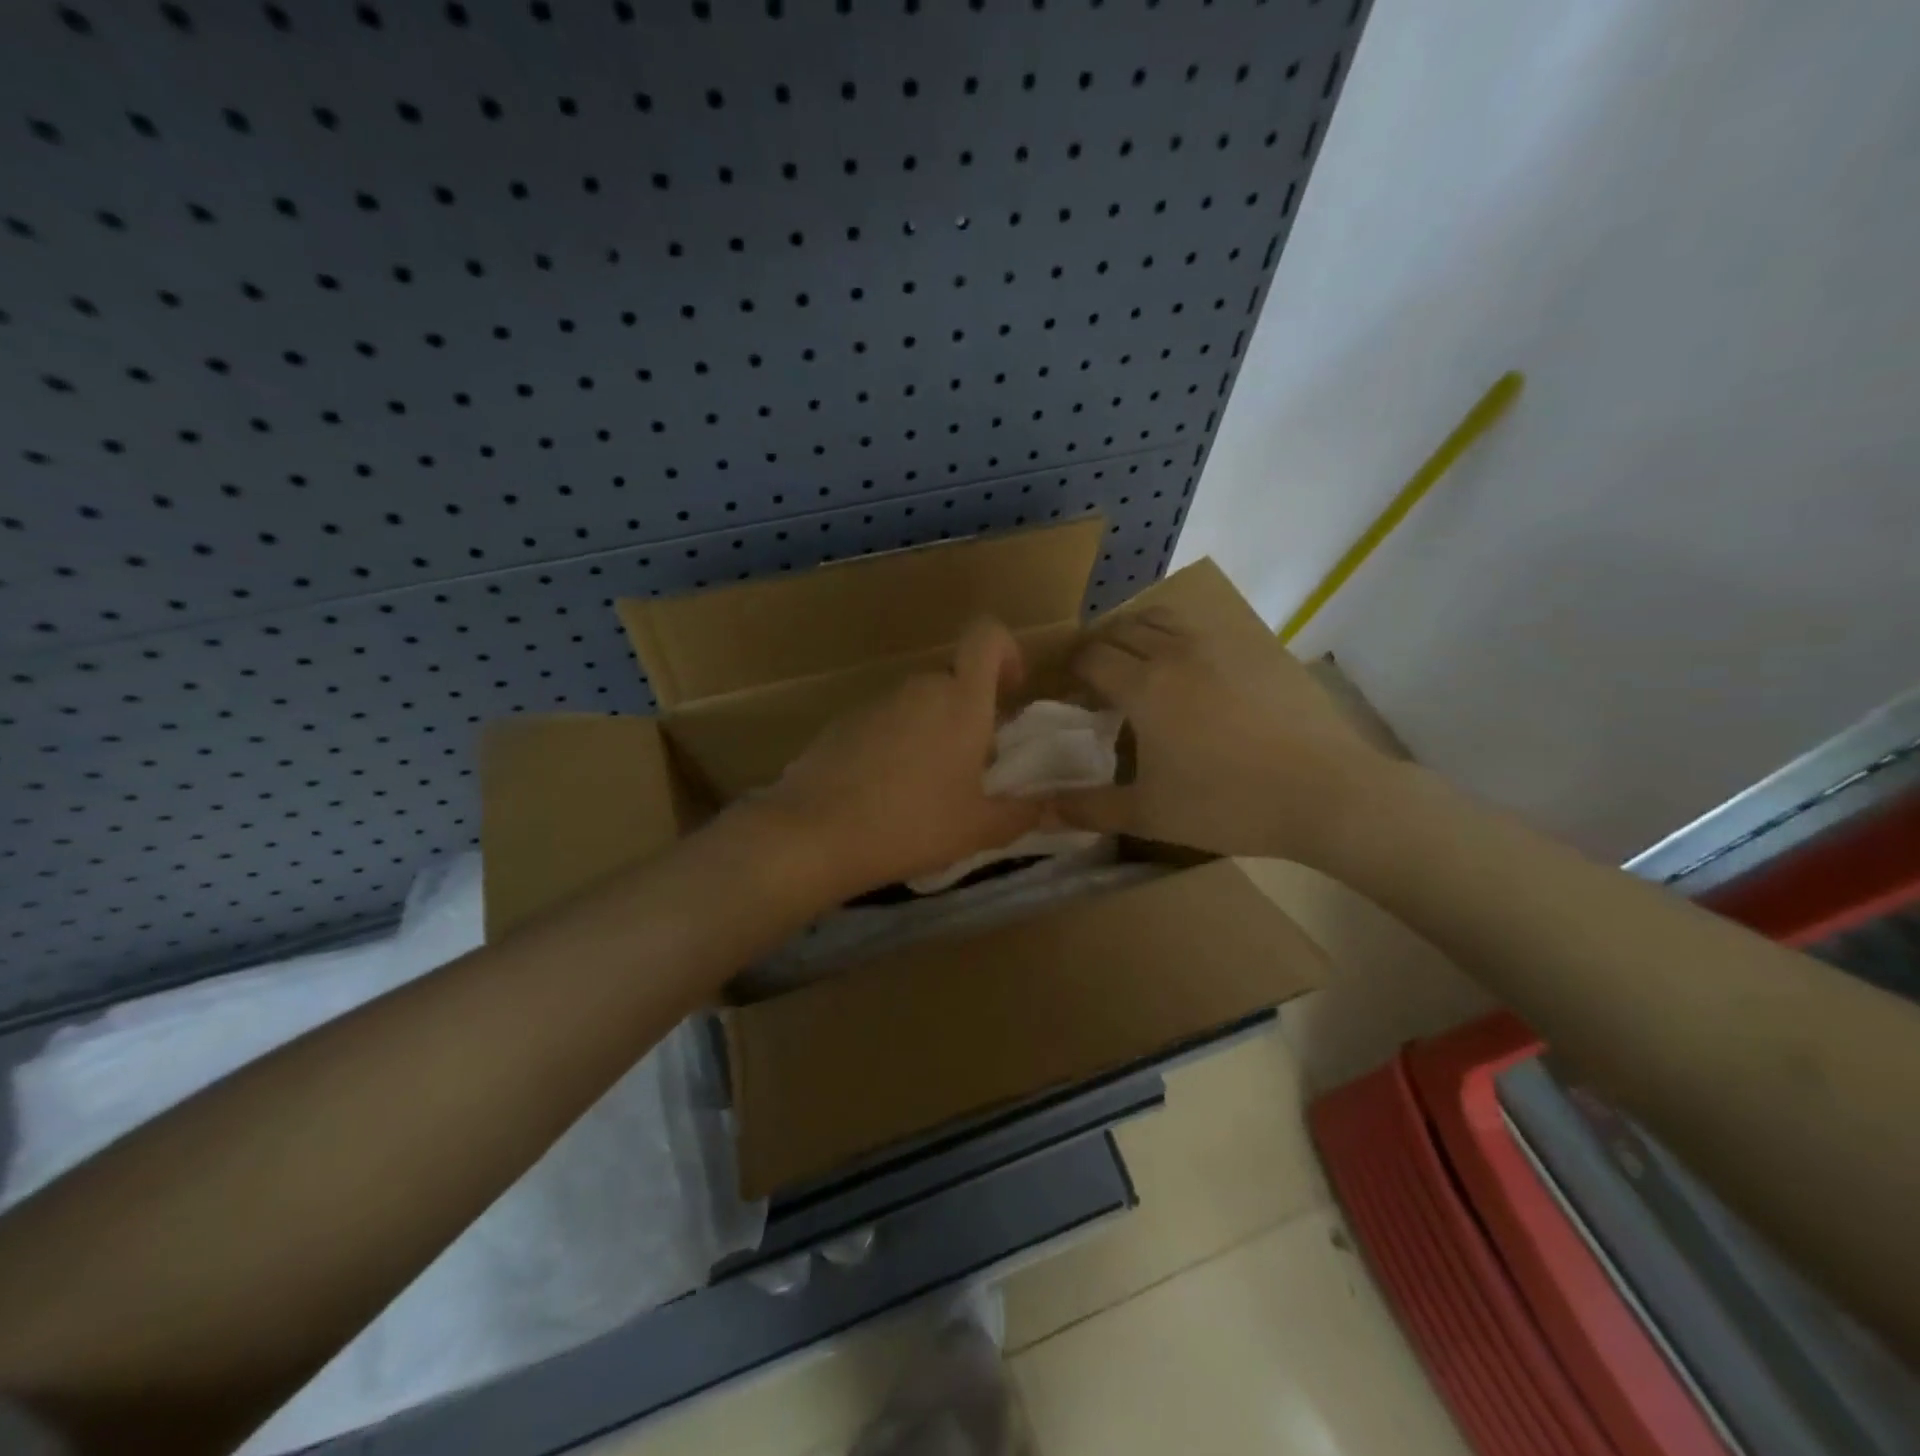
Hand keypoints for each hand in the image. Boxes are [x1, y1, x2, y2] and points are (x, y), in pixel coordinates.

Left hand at [746, 618, 1045, 903]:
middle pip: (954, 679)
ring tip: (927, 787)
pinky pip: (884, 722)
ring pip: (918, 703)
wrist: (815, 833)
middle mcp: (919, 688)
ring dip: (932, 731)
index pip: (987, 635)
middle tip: (972, 764)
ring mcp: (875, 702)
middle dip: (969, 712)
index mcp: (960, 700)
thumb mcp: (978, 828)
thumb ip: (1021, 813)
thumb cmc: (911, 824)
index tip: (1009, 692)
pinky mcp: (841, 722)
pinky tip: (884, 792)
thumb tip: (1048, 806)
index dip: (1006, 651)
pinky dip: (895, 744)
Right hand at [1056, 607, 1396, 866]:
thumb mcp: (1148, 814)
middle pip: (1122, 629)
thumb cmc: (1228, 804)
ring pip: (1164, 618)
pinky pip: (1204, 628)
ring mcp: (1222, 644)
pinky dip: (1180, 638)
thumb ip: (1087, 808)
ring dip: (1138, 633)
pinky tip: (1193, 673)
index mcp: (1145, 686)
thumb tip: (1037, 810)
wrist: (1326, 793)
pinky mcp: (1258, 649)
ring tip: (1139, 665)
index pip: (1090, 657)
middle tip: (1096, 681)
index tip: (1069, 693)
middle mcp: (1177, 651)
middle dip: (1099, 648)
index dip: (1071, 671)